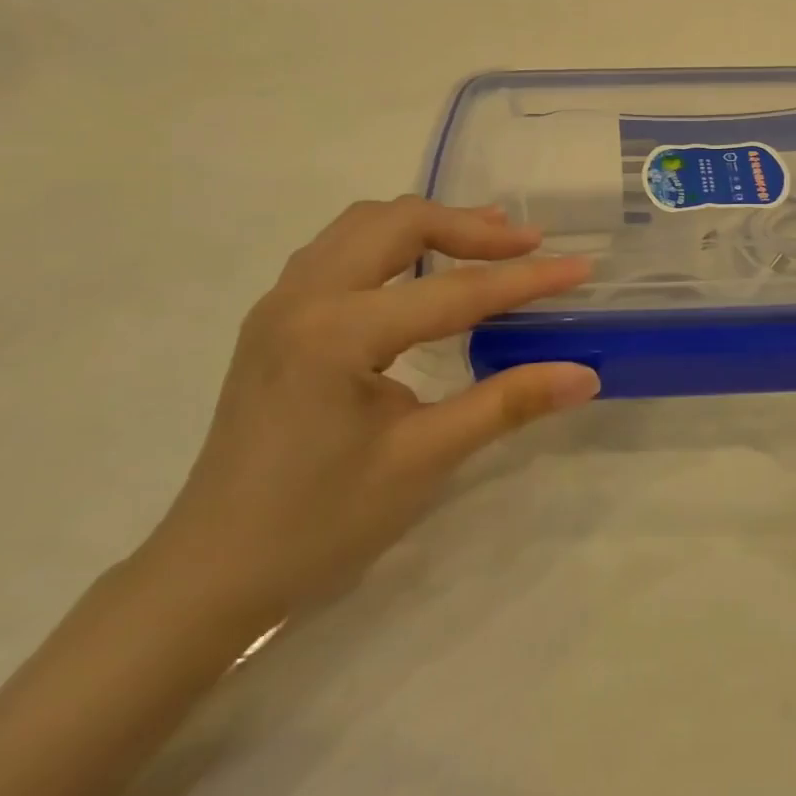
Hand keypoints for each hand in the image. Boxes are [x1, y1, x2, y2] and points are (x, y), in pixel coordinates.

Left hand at [139, 198, 598, 631]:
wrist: (211, 572)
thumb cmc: (319, 523)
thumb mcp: (422, 460)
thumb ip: (506, 404)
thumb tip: (584, 375)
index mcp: (337, 333)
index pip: (454, 292)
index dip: (525, 281)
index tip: (581, 266)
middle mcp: (302, 297)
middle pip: (399, 223)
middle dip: (471, 228)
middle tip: (529, 244)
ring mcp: (280, 302)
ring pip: (364, 225)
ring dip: (429, 224)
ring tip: (484, 239)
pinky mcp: (275, 318)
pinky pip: (340, 248)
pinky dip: (392, 242)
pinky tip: (418, 269)